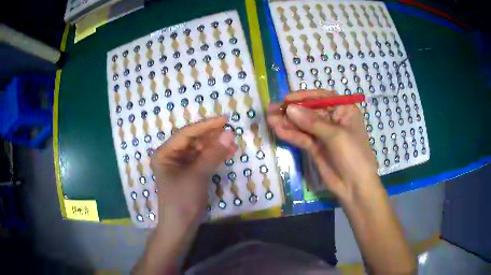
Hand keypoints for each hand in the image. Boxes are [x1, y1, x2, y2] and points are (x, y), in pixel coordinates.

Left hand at [150, 116, 236, 229]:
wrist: (181, 228)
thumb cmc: (182, 200)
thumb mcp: (197, 175)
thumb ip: (213, 153)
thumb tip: (230, 133)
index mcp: (165, 153)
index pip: (186, 133)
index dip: (206, 126)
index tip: (225, 120)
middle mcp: (171, 156)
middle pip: (193, 140)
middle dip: (212, 136)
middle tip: (231, 131)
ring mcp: (181, 165)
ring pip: (200, 150)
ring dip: (215, 146)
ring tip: (233, 142)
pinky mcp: (190, 174)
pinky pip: (203, 160)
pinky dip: (215, 157)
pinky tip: (228, 152)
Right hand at [267, 90, 378, 202]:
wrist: (355, 187)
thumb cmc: (353, 155)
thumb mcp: (335, 135)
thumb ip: (312, 122)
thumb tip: (289, 108)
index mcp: (344, 111)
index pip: (322, 98)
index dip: (304, 97)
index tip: (287, 99)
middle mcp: (333, 120)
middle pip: (309, 111)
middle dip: (291, 110)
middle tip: (272, 109)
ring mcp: (323, 135)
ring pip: (303, 125)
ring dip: (287, 122)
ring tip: (269, 119)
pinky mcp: (315, 148)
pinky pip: (301, 138)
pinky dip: (290, 134)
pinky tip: (278, 130)